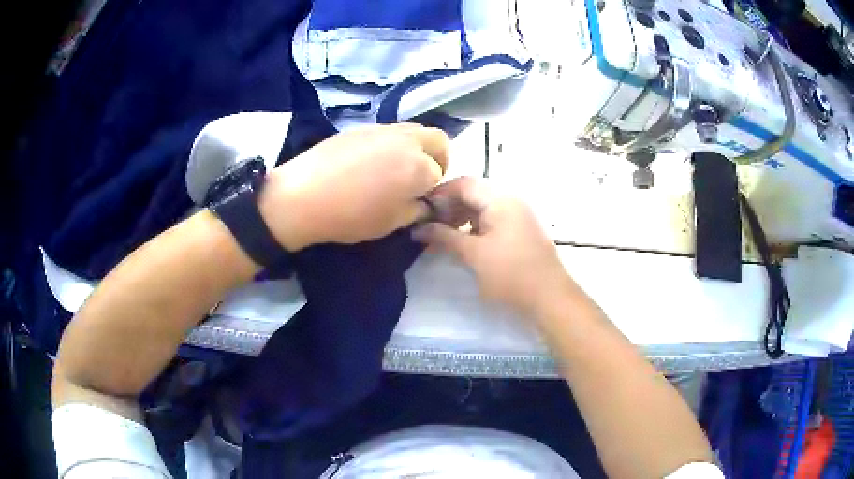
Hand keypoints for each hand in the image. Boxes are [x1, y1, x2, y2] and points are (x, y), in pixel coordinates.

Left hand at [259, 124, 449, 249]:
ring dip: (416, 148)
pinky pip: (389, 131)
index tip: (420, 200)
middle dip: (438, 158)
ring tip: (396, 168)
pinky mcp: (362, 127)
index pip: (440, 174)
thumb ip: (417, 210)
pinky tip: (371, 162)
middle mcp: (407, 141)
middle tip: (421, 177)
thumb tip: (425, 203)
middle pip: (438, 140)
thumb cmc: (350, 215)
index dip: (433, 190)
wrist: (302, 196)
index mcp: (419, 166)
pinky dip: (393, 144)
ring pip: (415, 131)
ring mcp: (383, 129)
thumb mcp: (391, 223)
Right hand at [413, 177, 578, 319]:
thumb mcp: (474, 255)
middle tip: (428, 226)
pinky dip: (474, 227)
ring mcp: (518, 215)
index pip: (463, 183)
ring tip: (442, 236)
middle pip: (473, 193)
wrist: (550, 297)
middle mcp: (510, 200)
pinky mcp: (520, 230)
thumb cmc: (511, 274)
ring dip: (460, 217)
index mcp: (500, 199)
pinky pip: (492, 220)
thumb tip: (418, 229)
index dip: (439, 194)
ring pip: (482, 207)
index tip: (419, 210)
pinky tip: (463, 243)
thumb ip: (444, 237)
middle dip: (448, 207)